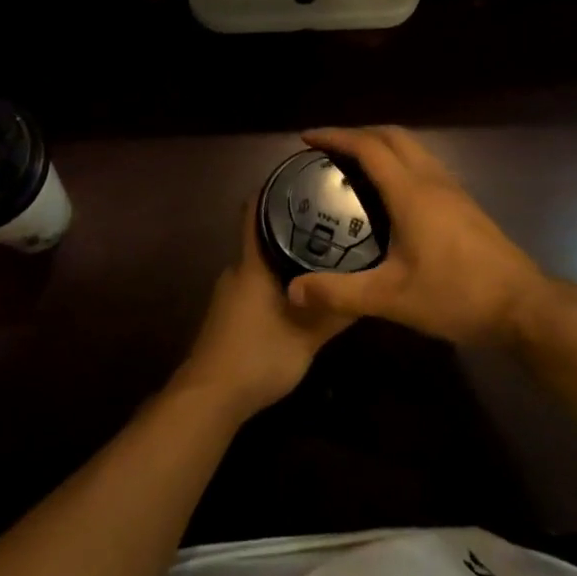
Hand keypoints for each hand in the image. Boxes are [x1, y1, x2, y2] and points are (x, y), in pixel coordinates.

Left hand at [172, 201, 352, 419]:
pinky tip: (301, 291)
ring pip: (261, 263)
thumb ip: (334, 313)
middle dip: (292, 225)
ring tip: (323, 253)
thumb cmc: (258, 356)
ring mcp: (230, 294)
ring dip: (286, 257)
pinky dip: (277, 280)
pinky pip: (256, 284)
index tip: (303, 179)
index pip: (254, 211)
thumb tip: (367, 288)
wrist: (209, 397)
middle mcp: (238, 271)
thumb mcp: (307, 337)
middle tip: (329, 219)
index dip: (273, 190)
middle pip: (263, 236)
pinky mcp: (229, 314)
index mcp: (253, 265)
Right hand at [286, 126, 546, 346]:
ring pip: (413, 148)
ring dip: (382, 145)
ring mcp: (453, 190)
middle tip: (328, 149)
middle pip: (393, 136)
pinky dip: (400, 161)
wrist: (523, 306)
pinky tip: (390, 193)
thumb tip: (293, 290)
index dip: (336, 137)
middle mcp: (432, 180)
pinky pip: (425, 165)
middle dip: (357, 133)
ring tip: (354, 165)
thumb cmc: (456, 295)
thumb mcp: (391, 298)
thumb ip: (340, 293)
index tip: (307, 139)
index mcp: (411, 192)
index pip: (368, 147)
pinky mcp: (465, 204)